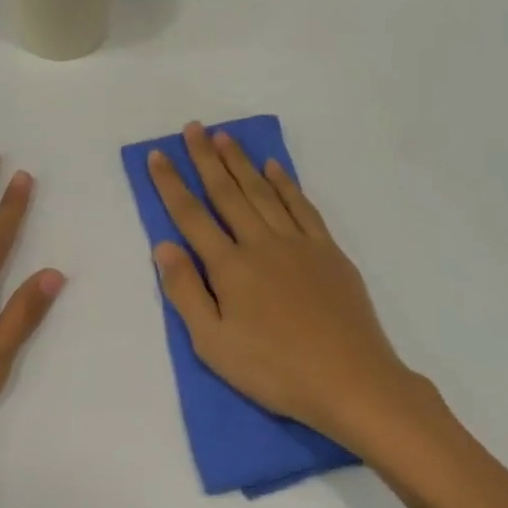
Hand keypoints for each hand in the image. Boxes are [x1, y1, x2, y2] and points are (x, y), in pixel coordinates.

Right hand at [147, 122, 437, 452]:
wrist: (349, 379)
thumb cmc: (274, 370)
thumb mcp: (213, 345)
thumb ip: (186, 292)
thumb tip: (164, 246)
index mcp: (229, 267)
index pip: (191, 216)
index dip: (171, 184)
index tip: (158, 155)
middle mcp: (261, 243)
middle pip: (227, 192)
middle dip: (206, 158)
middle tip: (193, 128)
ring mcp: (298, 243)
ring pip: (263, 192)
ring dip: (242, 162)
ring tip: (225, 137)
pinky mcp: (328, 250)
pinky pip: (302, 206)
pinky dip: (286, 183)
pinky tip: (275, 167)